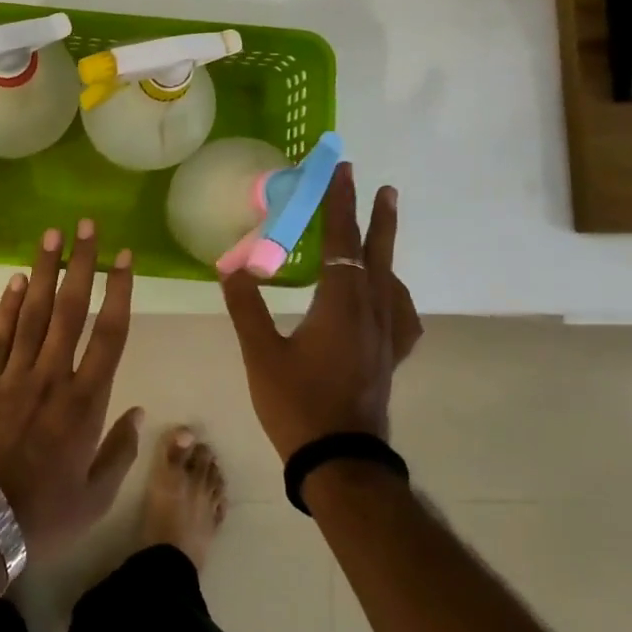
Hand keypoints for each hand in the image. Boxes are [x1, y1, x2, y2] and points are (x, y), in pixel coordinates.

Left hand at [0, 220, 142, 563]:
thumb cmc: (45, 514)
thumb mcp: (97, 494)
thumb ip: (120, 449)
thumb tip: (140, 411)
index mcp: (86, 402)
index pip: (110, 334)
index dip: (119, 292)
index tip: (124, 258)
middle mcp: (52, 377)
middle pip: (71, 310)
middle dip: (81, 265)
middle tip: (87, 226)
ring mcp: (15, 376)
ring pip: (34, 313)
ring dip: (44, 272)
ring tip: (53, 235)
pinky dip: (8, 306)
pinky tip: (17, 279)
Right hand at [219, 164, 421, 459]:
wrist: (340, 460)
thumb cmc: (297, 405)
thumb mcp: (261, 355)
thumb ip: (246, 308)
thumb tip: (231, 267)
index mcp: (340, 305)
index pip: (341, 242)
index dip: (340, 205)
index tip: (343, 171)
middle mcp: (370, 312)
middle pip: (376, 253)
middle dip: (374, 216)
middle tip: (379, 185)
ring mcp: (386, 336)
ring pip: (391, 279)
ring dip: (386, 247)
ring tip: (383, 226)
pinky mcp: (390, 357)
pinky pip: (401, 313)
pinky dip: (396, 291)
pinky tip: (389, 293)